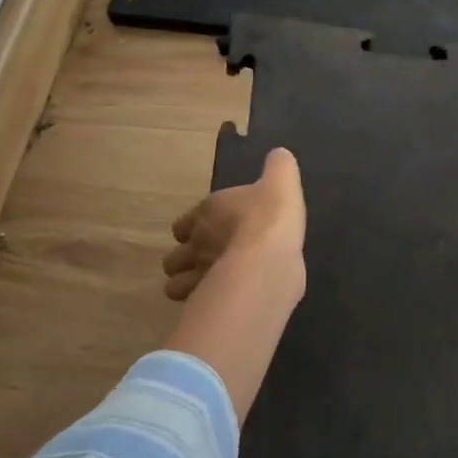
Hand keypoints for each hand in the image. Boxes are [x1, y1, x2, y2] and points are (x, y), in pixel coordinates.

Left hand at [164, 148, 306, 301]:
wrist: (269, 259)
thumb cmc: (271, 217)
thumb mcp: (283, 182)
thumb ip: (279, 167)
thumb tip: (279, 154)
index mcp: (207, 212)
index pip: (184, 223)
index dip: (193, 228)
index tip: (209, 232)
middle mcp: (196, 243)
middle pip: (175, 257)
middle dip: (186, 260)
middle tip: (209, 262)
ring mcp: (198, 274)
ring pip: (175, 284)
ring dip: (188, 284)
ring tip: (210, 285)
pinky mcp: (208, 299)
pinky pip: (196, 303)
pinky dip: (203, 302)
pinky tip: (222, 300)